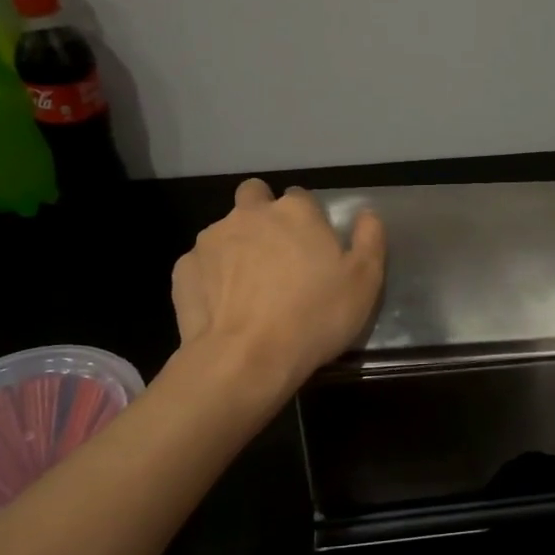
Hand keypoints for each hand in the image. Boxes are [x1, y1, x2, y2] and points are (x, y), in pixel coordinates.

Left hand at [171, 179, 384, 395]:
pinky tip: (225, 306)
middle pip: (254, 196)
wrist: (246, 359)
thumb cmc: (315, 316)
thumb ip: (369, 240)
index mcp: (295, 211)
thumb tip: (367, 214)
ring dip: (238, 247)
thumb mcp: (364, 282)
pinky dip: (213, 277)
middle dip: (263, 214)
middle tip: (278, 254)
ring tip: (250, 288)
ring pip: (225, 230)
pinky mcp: (184, 269)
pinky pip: (202, 264)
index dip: (307, 218)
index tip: (312, 246)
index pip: (300, 196)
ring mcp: (211, 239)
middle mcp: (249, 214)